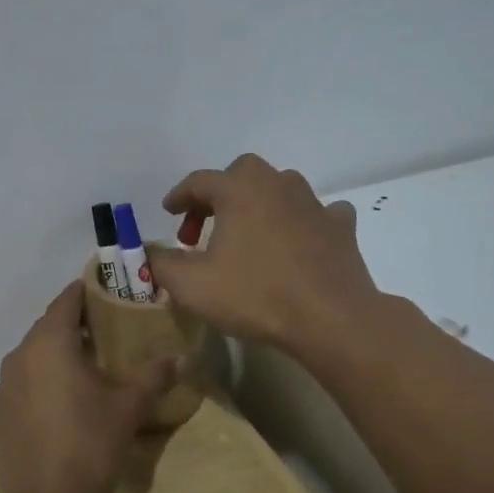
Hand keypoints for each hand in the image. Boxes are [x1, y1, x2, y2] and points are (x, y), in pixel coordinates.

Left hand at [0, 280, 179, 492]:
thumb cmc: (90, 444)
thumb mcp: (128, 408)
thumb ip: (153, 376)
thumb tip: (181, 358)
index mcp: (48, 342)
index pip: (66, 300)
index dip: (87, 292)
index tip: (109, 292)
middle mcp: (20, 355)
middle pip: (49, 326)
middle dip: (76, 323)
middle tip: (108, 329)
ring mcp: (4, 386)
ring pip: (34, 354)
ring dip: (58, 352)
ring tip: (90, 364)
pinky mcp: (0, 413)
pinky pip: (24, 380)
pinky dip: (44, 378)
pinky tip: (65, 399)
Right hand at [144, 154, 382, 350]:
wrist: (331, 318)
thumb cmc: (255, 295)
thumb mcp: (191, 286)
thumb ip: (162, 264)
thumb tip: (152, 254)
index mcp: (238, 190)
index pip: (198, 181)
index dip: (179, 196)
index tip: (168, 212)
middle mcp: (277, 184)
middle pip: (241, 173)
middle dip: (219, 195)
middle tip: (205, 227)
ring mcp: (314, 203)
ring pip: (280, 188)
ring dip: (259, 204)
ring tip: (248, 235)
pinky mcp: (341, 227)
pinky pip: (316, 213)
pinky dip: (302, 221)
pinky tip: (297, 241)